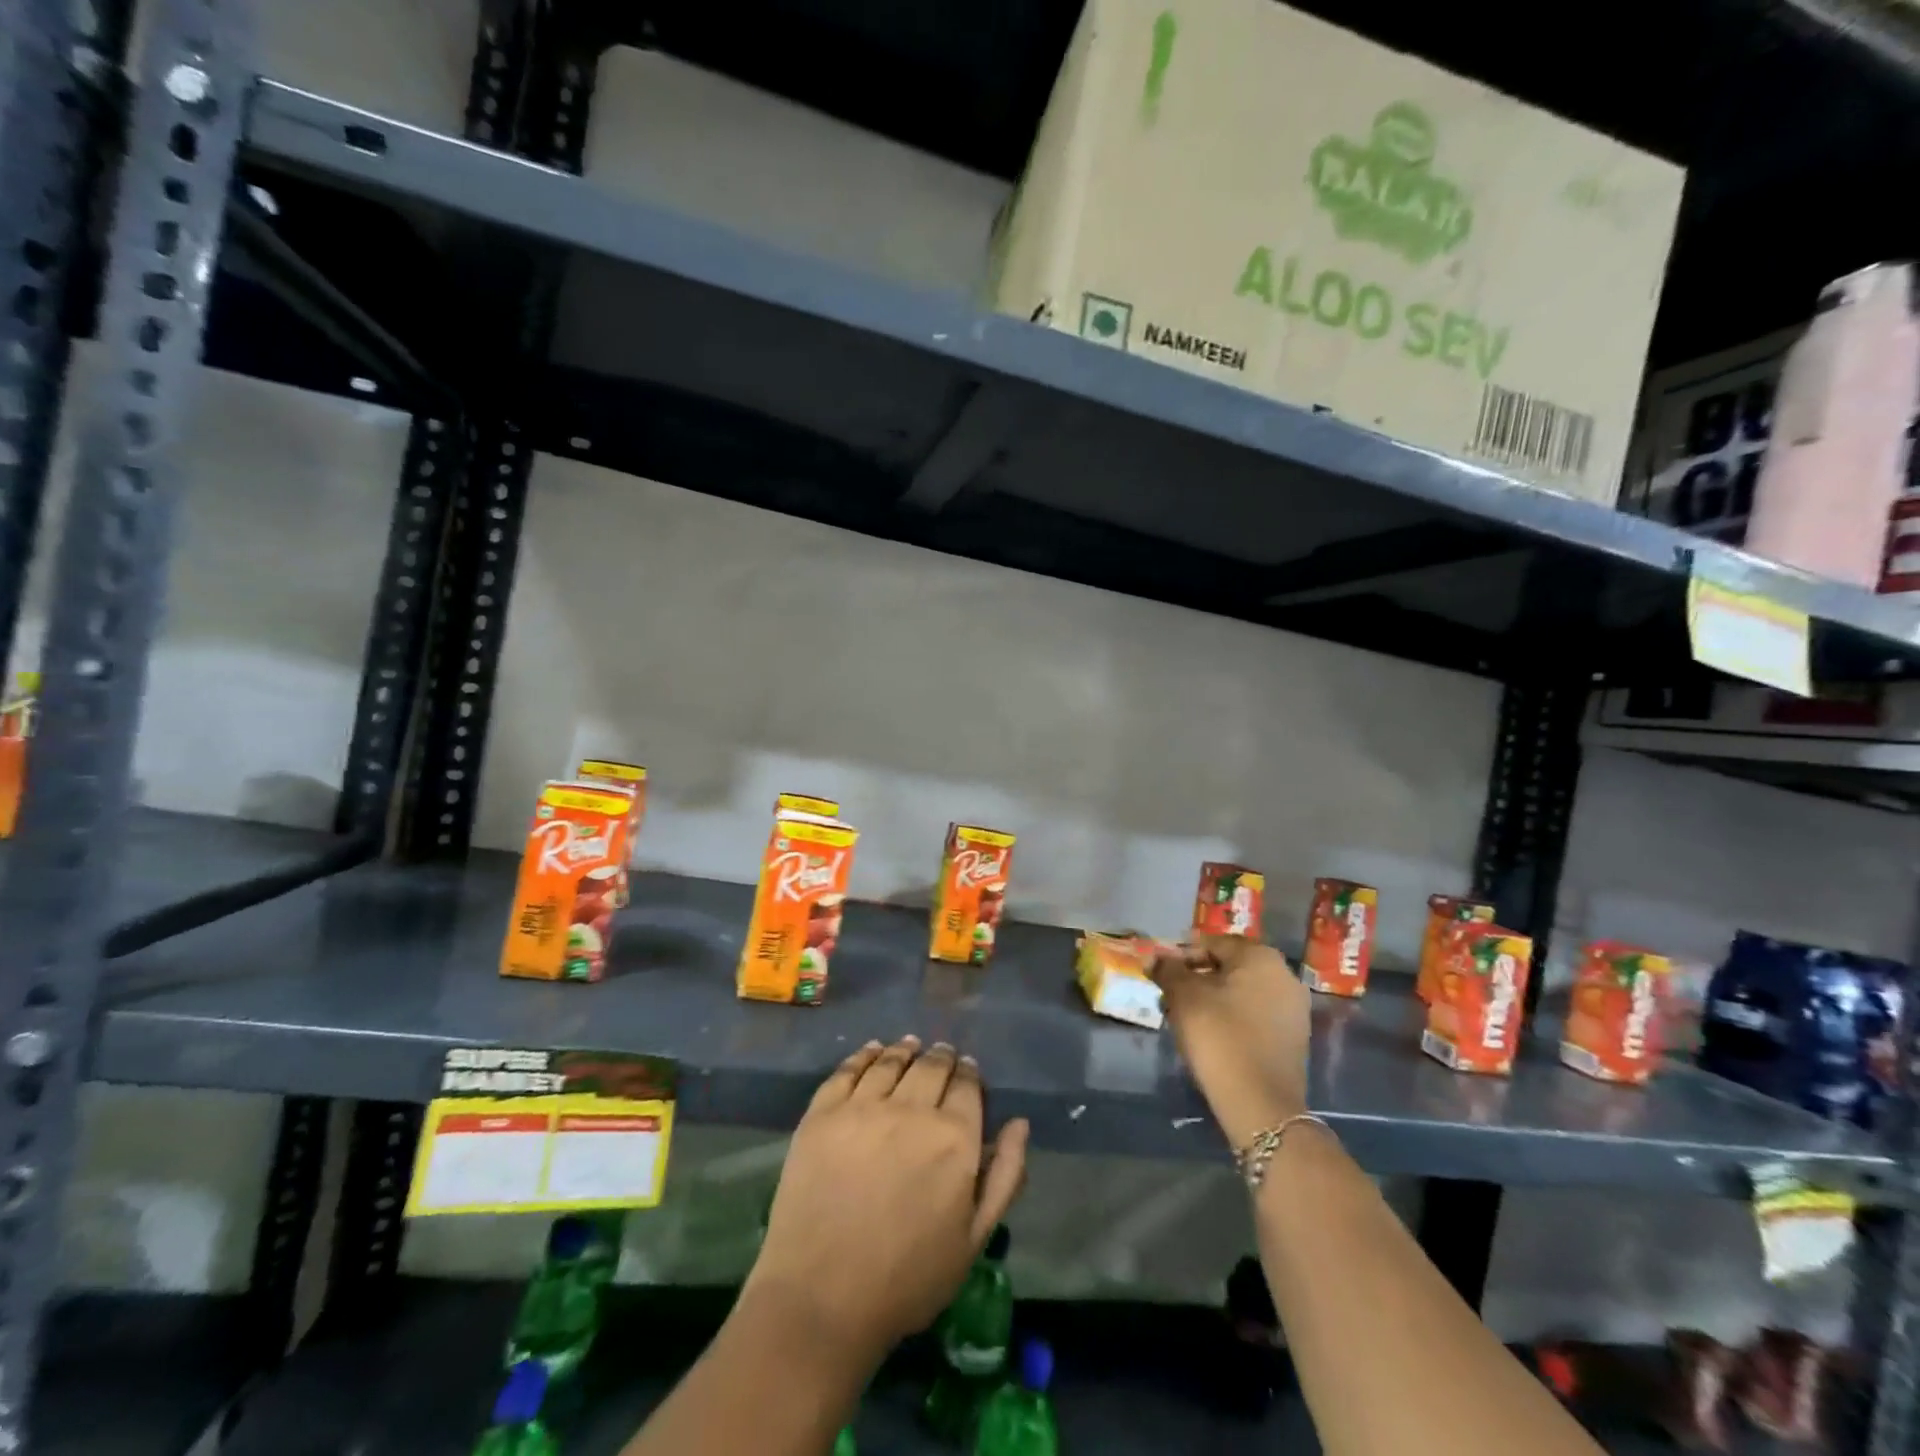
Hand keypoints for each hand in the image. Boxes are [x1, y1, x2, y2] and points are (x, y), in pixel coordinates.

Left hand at [746, 1037, 1029, 1362]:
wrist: (822, 1299)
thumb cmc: (908, 1279)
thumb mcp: (973, 1239)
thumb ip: (1004, 1177)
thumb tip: (1020, 1123)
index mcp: (954, 1138)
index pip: (967, 1086)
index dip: (969, 1074)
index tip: (967, 1072)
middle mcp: (911, 1109)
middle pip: (931, 1066)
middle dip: (942, 1057)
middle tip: (942, 1055)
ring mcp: (863, 1107)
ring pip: (891, 1061)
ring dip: (906, 1049)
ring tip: (910, 1046)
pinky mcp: (823, 1113)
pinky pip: (848, 1069)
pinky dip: (866, 1054)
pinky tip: (872, 1051)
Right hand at [1154, 935, 1310, 1148]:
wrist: (1260, 1104)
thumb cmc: (1219, 1036)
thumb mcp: (1183, 997)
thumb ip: (1167, 970)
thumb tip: (1153, 958)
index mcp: (1260, 957)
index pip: (1212, 943)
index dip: (1182, 956)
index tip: (1161, 975)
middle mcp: (1284, 974)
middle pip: (1229, 966)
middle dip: (1197, 977)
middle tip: (1170, 996)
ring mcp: (1294, 1008)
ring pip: (1242, 991)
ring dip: (1213, 998)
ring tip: (1185, 1017)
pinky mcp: (1294, 1037)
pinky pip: (1255, 1014)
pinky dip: (1232, 1017)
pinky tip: (1211, 1035)